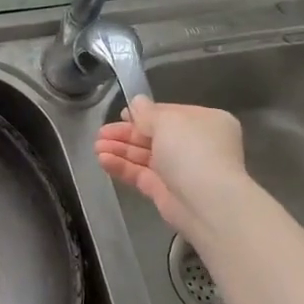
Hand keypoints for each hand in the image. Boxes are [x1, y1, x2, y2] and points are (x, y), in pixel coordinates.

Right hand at [96, 98, 251, 243]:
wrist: (207, 201)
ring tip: (96, 147)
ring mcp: (180, 170)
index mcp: (205, 122)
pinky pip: (141, 175)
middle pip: (154, 135)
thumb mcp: (167, 122)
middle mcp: (195, 145)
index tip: (120, 114)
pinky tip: (102, 161)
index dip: (144, 114)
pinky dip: (123, 167)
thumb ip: (147, 113)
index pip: (169, 114)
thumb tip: (136, 102)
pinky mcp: (166, 192)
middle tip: (100, 133)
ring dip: (120, 150)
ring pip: (145, 156)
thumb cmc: (192, 150)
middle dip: (126, 133)